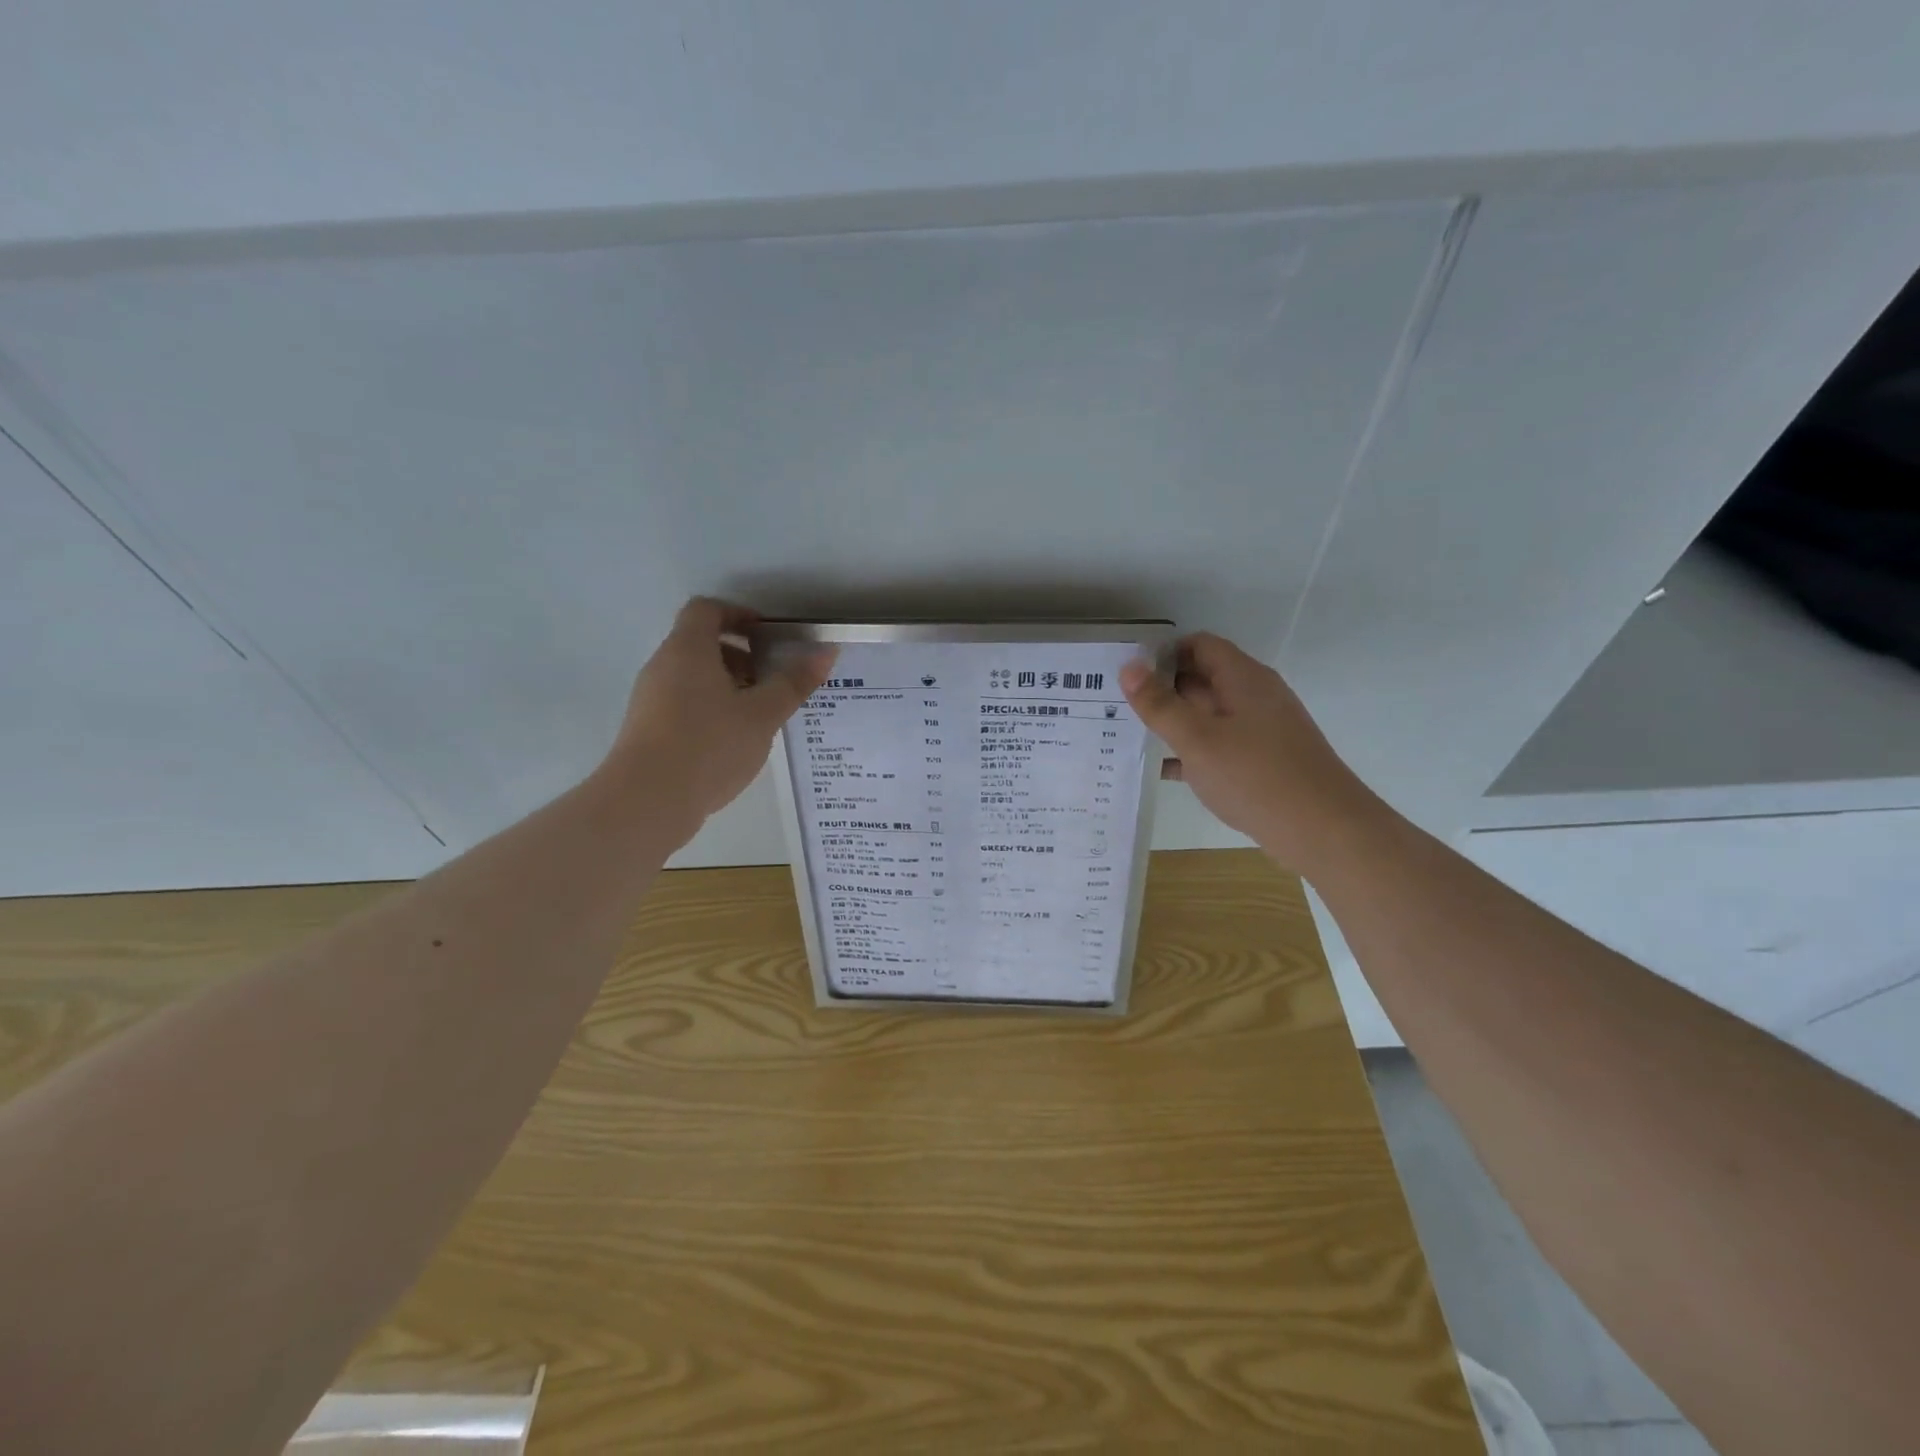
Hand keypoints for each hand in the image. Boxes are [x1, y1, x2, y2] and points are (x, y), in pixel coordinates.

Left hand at [604, 598, 835, 841]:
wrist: (646, 801)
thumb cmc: (709, 746)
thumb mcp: (762, 715)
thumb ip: (793, 682)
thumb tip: (825, 652)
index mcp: (688, 649)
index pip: (707, 609)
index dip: (739, 614)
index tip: (768, 637)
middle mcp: (663, 666)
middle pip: (701, 643)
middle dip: (741, 656)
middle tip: (772, 681)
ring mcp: (650, 699)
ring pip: (693, 677)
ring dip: (728, 686)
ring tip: (759, 717)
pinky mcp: (648, 729)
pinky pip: (684, 704)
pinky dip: (711, 709)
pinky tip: (734, 742)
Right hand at [1121, 633, 1375, 872]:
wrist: (1323, 830)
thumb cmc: (1256, 776)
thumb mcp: (1198, 739)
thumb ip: (1160, 704)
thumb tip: (1128, 667)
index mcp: (1243, 679)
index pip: (1198, 646)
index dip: (1162, 653)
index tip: (1126, 672)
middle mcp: (1254, 696)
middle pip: (1202, 678)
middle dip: (1161, 688)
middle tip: (1116, 704)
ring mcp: (1260, 730)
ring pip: (1207, 715)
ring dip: (1172, 722)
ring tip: (1127, 734)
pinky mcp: (1261, 761)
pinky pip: (1217, 745)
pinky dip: (1190, 752)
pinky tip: (1159, 770)